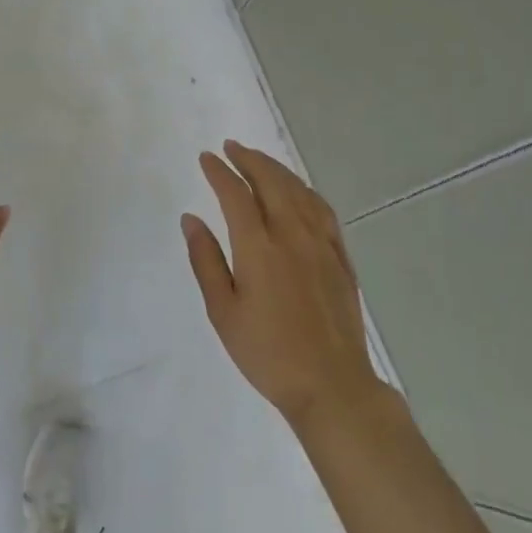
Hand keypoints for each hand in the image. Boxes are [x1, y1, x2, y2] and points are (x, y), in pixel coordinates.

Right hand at [183, 141, 383, 427]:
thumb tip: (191, 218)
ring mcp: (321, 243)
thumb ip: (206, 260)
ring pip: (298, 190)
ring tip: (259, 161)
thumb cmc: (268, 353)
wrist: (331, 385)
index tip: (206, 158)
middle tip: (231, 147)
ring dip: (276, 169)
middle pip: (270, 181)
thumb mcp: (223, 312)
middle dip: (249, 159)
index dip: (219, 172)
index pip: (236, 194)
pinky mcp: (340, 257)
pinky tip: (299, 191)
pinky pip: (322, 209)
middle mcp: (292, 234)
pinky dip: (305, 190)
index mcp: (259, 247)